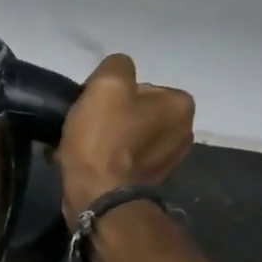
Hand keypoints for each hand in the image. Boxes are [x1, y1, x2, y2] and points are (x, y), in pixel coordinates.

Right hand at [53, 53, 194, 216]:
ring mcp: (166, 162)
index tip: (90, 109)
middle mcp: (183, 132)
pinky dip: (104, 162)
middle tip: (82, 130)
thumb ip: (116, 65)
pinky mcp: (146, 184)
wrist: (98, 195)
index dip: (109, 95)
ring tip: (78, 150)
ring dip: (103, 142)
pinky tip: (85, 166)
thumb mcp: (106, 84)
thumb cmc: (104, 138)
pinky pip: (121, 162)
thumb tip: (115, 74)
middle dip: (108, 120)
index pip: (140, 87)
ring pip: (125, 139)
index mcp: (180, 104)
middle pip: (134, 114)